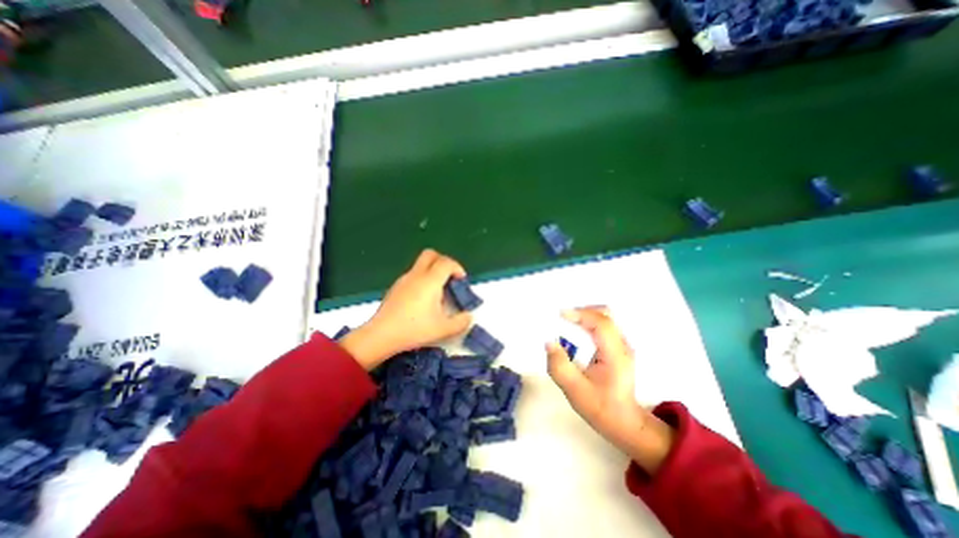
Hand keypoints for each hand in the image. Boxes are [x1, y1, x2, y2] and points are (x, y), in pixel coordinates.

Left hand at [341, 250, 470, 372]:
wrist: (381, 335)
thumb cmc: (414, 330)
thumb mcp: (443, 329)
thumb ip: (461, 322)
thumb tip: (468, 317)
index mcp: (430, 281)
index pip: (446, 262)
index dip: (458, 268)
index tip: (461, 282)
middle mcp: (416, 275)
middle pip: (431, 255)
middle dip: (443, 262)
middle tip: (449, 279)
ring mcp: (403, 280)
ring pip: (420, 264)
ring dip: (432, 272)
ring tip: (437, 294)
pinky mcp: (395, 287)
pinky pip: (413, 275)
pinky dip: (422, 280)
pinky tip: (422, 301)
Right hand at [546, 306, 672, 474]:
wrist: (623, 422)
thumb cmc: (600, 407)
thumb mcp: (575, 391)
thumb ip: (560, 367)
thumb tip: (549, 342)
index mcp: (616, 355)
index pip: (602, 324)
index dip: (581, 314)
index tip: (560, 314)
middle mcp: (622, 345)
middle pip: (605, 315)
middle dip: (582, 311)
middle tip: (562, 318)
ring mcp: (622, 345)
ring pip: (605, 317)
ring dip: (584, 316)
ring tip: (566, 323)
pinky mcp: (618, 347)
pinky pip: (603, 325)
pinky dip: (588, 322)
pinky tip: (576, 332)